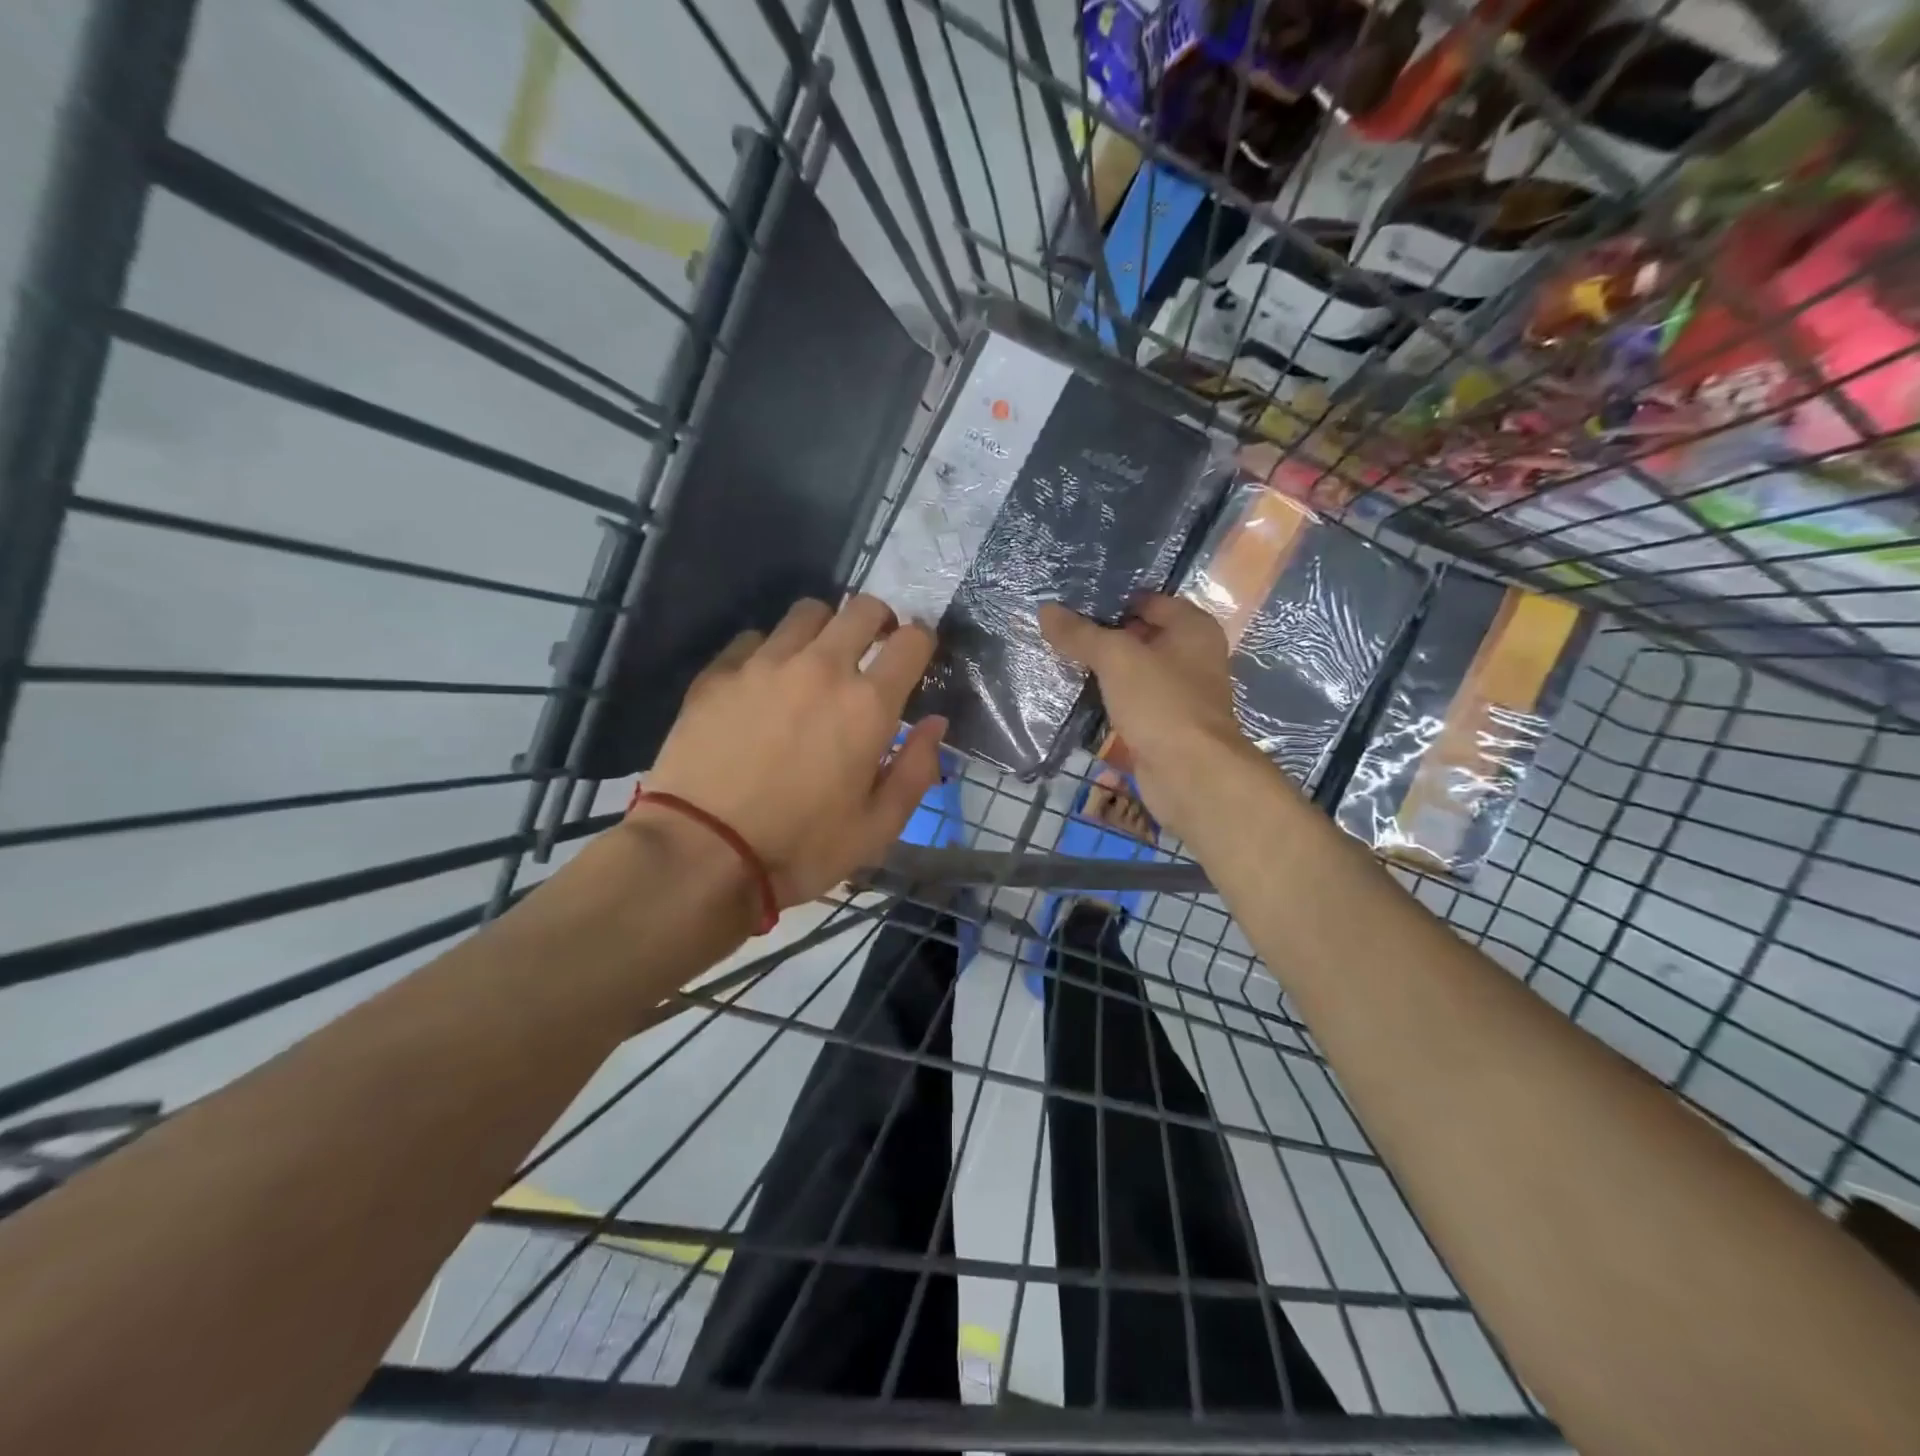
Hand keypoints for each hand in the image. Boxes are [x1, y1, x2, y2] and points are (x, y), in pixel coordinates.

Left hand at [639, 595, 946, 910]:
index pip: (912, 641)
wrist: (702, 853)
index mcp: (868, 704)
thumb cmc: (801, 848)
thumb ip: (916, 769)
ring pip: (808, 613)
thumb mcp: (878, 827)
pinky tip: (763, 683)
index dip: (921, 642)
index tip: (915, 658)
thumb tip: (934, 724)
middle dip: (878, 622)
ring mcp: (765, 664)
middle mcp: (821, 668)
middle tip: (873, 650)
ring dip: (825, 630)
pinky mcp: (719, 673)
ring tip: (817, 662)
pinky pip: (755, 639)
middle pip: (862, 608)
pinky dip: (770, 651)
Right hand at [1039, 595, 1264, 837]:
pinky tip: (1080, 696)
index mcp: (1193, 628)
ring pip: (1135, 671)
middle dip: (1104, 635)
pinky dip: (1111, 698)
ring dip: (1105, 669)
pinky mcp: (1165, 725)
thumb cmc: (1161, 703)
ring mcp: (1180, 693)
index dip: (1113, 600)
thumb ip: (1081, 634)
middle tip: (1060, 632)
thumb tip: (1046, 610)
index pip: (1149, 600)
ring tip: (1062, 660)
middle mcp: (1192, 656)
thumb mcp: (1116, 658)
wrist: (1190, 774)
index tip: (1072, 604)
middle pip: (1141, 635)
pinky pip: (1132, 701)